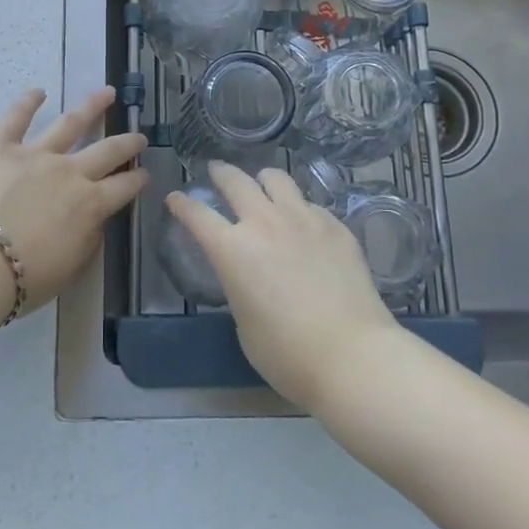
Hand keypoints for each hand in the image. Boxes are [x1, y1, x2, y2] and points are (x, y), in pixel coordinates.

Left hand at [0, 87, 148, 309]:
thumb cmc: (22, 278)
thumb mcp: (69, 268)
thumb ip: (86, 240)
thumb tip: (93, 221)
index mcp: (90, 205)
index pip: (123, 188)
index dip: (137, 180)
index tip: (145, 173)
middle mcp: (70, 172)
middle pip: (107, 151)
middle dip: (127, 143)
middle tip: (139, 136)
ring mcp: (35, 154)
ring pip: (70, 123)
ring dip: (92, 107)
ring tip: (107, 93)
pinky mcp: (0, 146)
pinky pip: (15, 118)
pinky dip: (27, 102)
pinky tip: (38, 91)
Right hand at [165, 162, 401, 411]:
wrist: (353, 356)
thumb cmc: (287, 354)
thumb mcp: (244, 323)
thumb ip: (239, 285)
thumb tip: (248, 273)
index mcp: (232, 249)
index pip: (197, 214)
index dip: (182, 204)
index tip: (175, 198)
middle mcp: (265, 222)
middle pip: (236, 180)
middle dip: (221, 173)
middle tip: (217, 172)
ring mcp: (303, 218)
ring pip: (276, 178)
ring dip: (262, 180)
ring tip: (262, 186)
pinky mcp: (335, 226)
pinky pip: (309, 204)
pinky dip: (298, 208)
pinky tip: (303, 224)